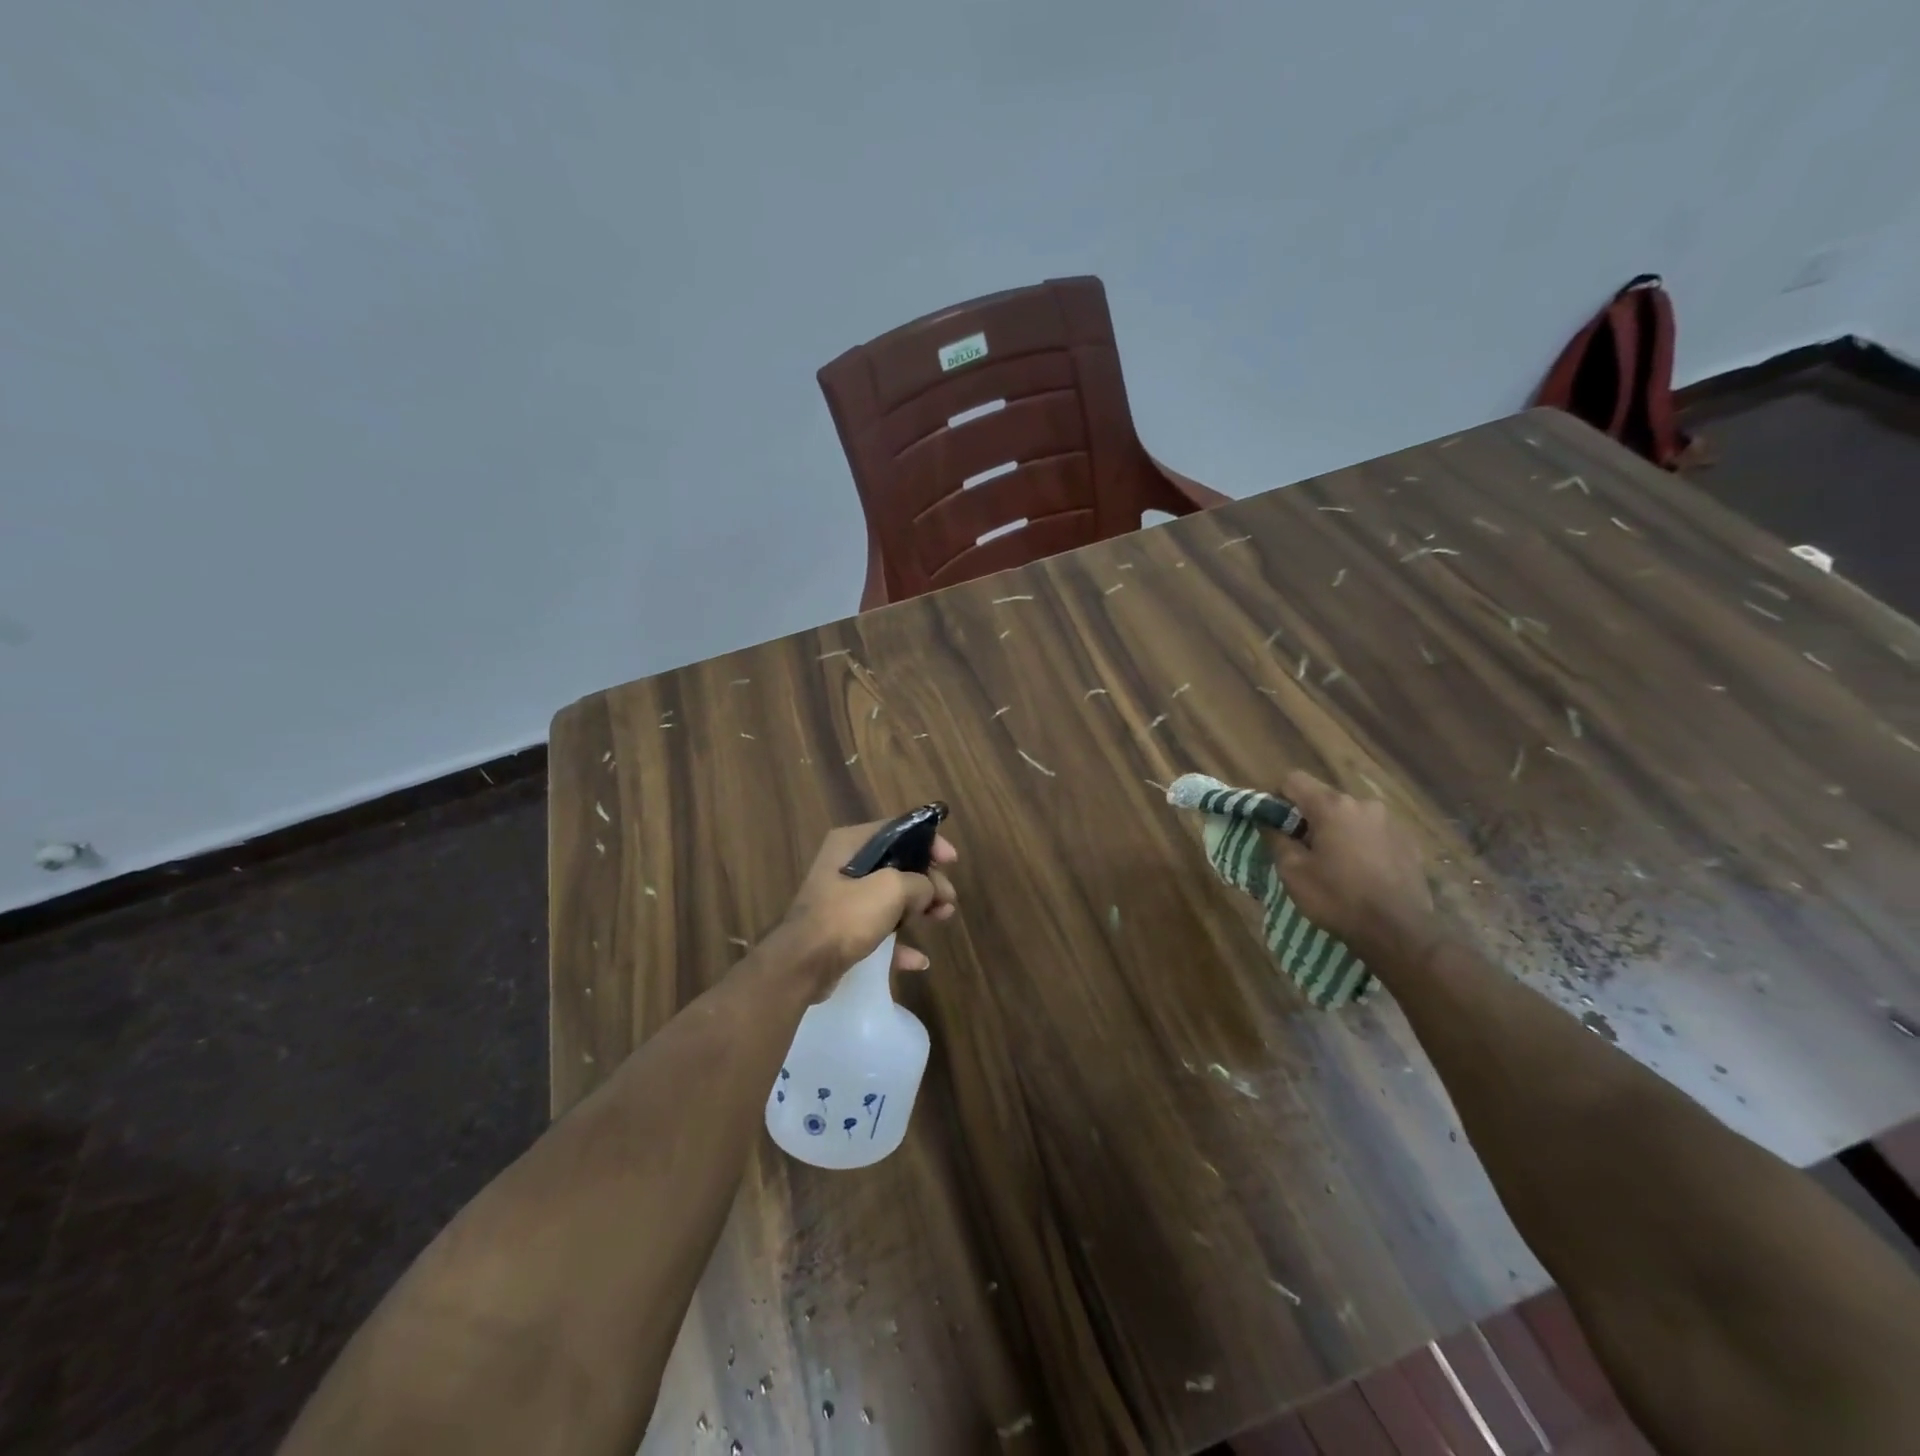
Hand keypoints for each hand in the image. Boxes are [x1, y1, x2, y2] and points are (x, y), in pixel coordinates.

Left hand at [775, 820, 958, 995]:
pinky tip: (918, 959)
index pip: (898, 830)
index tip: (951, 860)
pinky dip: (900, 942)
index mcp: (851, 844)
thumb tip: (928, 891)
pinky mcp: (843, 931)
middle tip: (948, 899)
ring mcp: (843, 900)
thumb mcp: (892, 889)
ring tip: (943, 918)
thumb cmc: (846, 916)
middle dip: (927, 881)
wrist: (802, 965)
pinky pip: (880, 930)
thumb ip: (919, 883)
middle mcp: (845, 866)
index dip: (928, 842)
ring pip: (891, 898)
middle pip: (898, 865)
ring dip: (919, 908)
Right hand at [1261, 771, 1437, 965]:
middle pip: (1324, 798)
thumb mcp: (1293, 872)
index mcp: (1332, 806)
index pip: (1294, 780)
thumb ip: (1276, 839)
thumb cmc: (1337, 898)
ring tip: (1334, 864)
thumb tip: (1268, 823)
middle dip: (1309, 818)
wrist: (1399, 932)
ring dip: (1337, 830)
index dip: (1278, 798)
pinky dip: (1361, 843)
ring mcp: (1390, 822)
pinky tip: (1361, 872)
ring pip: (1350, 816)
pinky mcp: (1408, 842)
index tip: (1274, 824)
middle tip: (1302, 850)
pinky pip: (1373, 832)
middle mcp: (1363, 804)